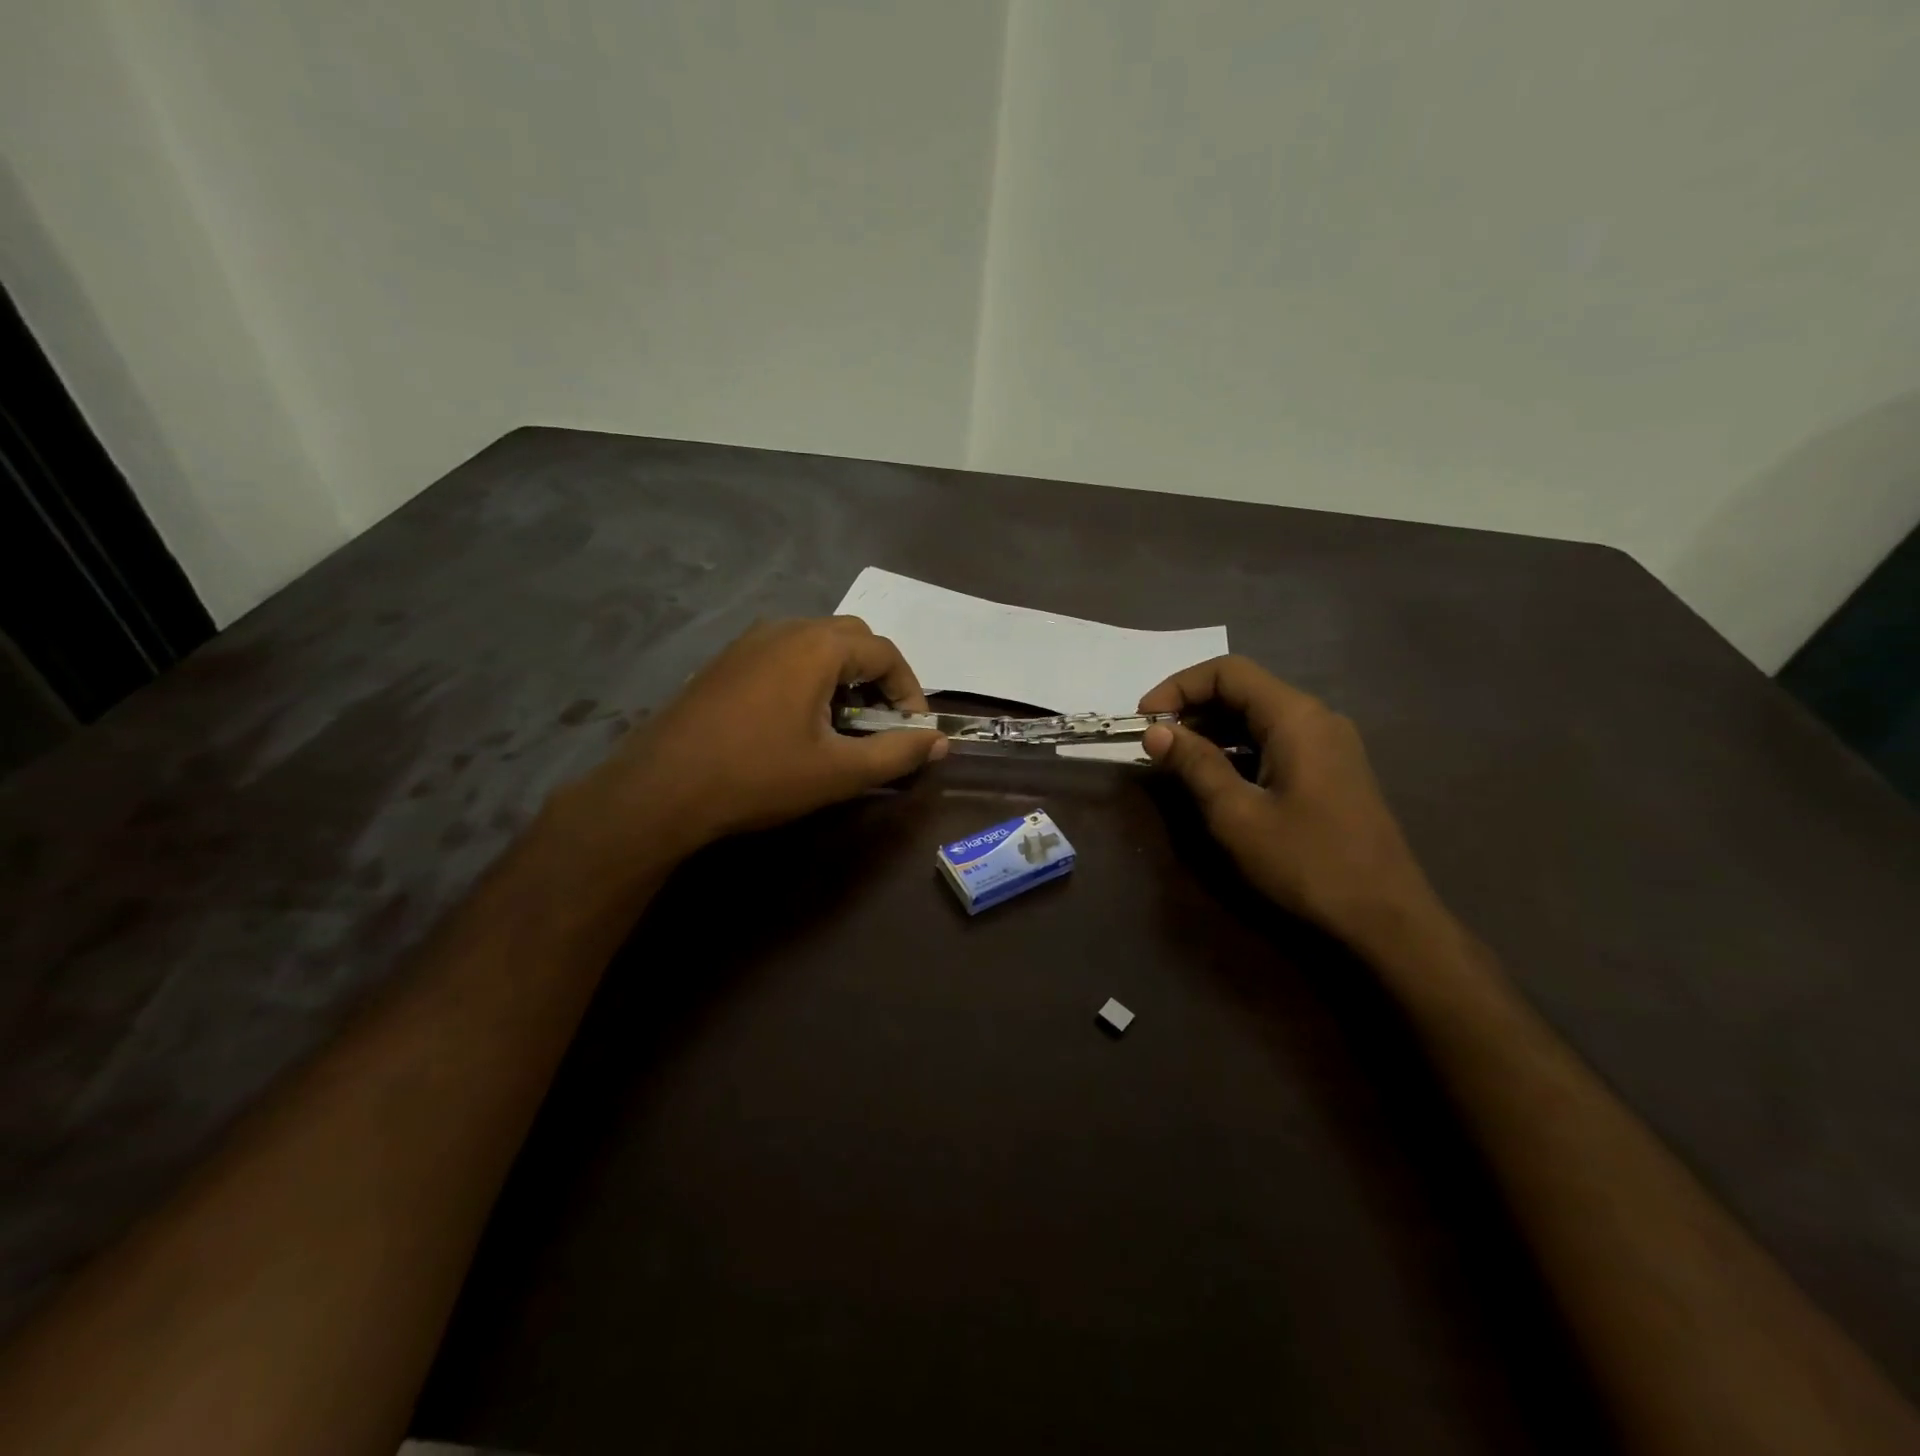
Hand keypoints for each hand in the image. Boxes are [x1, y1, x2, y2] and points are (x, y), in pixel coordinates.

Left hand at [567, 617, 946, 862]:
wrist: (661, 790)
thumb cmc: (759, 776)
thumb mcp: (839, 772)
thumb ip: (897, 753)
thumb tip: (939, 741)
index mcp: (817, 646)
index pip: (885, 652)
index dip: (910, 691)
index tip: (914, 731)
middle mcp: (784, 629)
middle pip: (852, 639)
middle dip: (877, 678)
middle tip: (881, 724)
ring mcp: (749, 642)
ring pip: (816, 645)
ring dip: (843, 678)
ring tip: (843, 726)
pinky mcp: (726, 662)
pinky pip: (784, 656)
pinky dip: (809, 679)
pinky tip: (798, 723)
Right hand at [1139, 656, 1436, 940]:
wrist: (1386, 919)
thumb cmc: (1307, 862)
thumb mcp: (1237, 815)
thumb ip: (1195, 765)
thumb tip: (1155, 731)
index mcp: (1296, 717)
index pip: (1228, 672)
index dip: (1178, 687)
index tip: (1144, 719)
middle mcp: (1316, 718)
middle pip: (1244, 690)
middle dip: (1192, 708)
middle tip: (1153, 741)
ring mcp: (1328, 744)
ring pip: (1258, 717)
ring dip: (1212, 730)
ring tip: (1174, 760)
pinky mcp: (1330, 770)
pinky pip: (1274, 742)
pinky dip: (1237, 749)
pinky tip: (1214, 777)